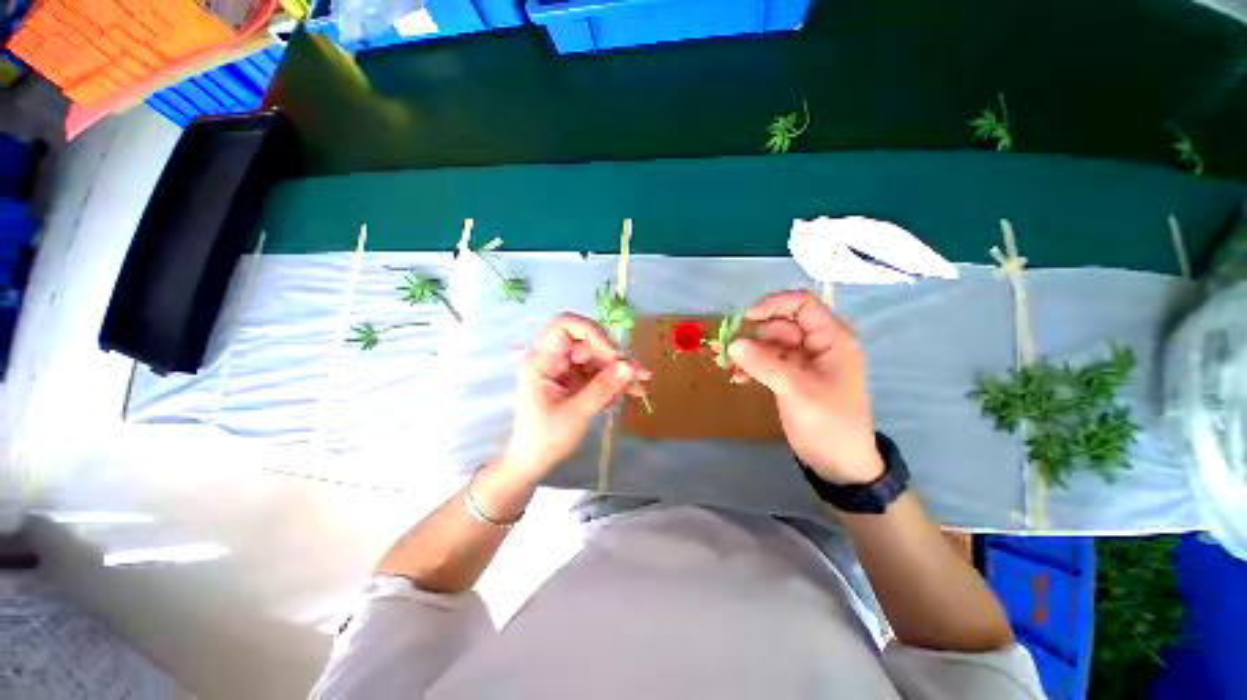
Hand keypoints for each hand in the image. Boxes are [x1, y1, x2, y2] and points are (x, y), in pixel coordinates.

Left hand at [500, 314, 649, 482]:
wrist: (533, 462)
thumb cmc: (544, 439)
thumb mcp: (575, 414)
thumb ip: (602, 388)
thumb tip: (629, 366)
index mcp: (543, 359)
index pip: (566, 325)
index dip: (592, 332)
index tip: (613, 354)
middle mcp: (555, 358)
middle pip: (589, 342)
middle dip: (614, 356)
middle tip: (639, 374)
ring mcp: (567, 369)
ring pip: (598, 358)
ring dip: (621, 370)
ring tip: (642, 385)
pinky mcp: (577, 381)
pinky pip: (600, 373)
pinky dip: (616, 381)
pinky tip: (633, 393)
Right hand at [727, 290, 882, 484]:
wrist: (839, 463)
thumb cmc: (828, 422)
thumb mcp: (796, 389)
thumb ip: (764, 363)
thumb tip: (733, 344)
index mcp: (831, 338)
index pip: (802, 304)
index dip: (773, 305)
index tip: (746, 319)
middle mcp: (817, 344)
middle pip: (780, 325)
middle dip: (753, 335)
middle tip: (726, 349)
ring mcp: (803, 361)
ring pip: (769, 344)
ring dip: (747, 353)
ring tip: (726, 366)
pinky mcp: (791, 376)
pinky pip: (767, 362)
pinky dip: (751, 367)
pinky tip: (738, 379)